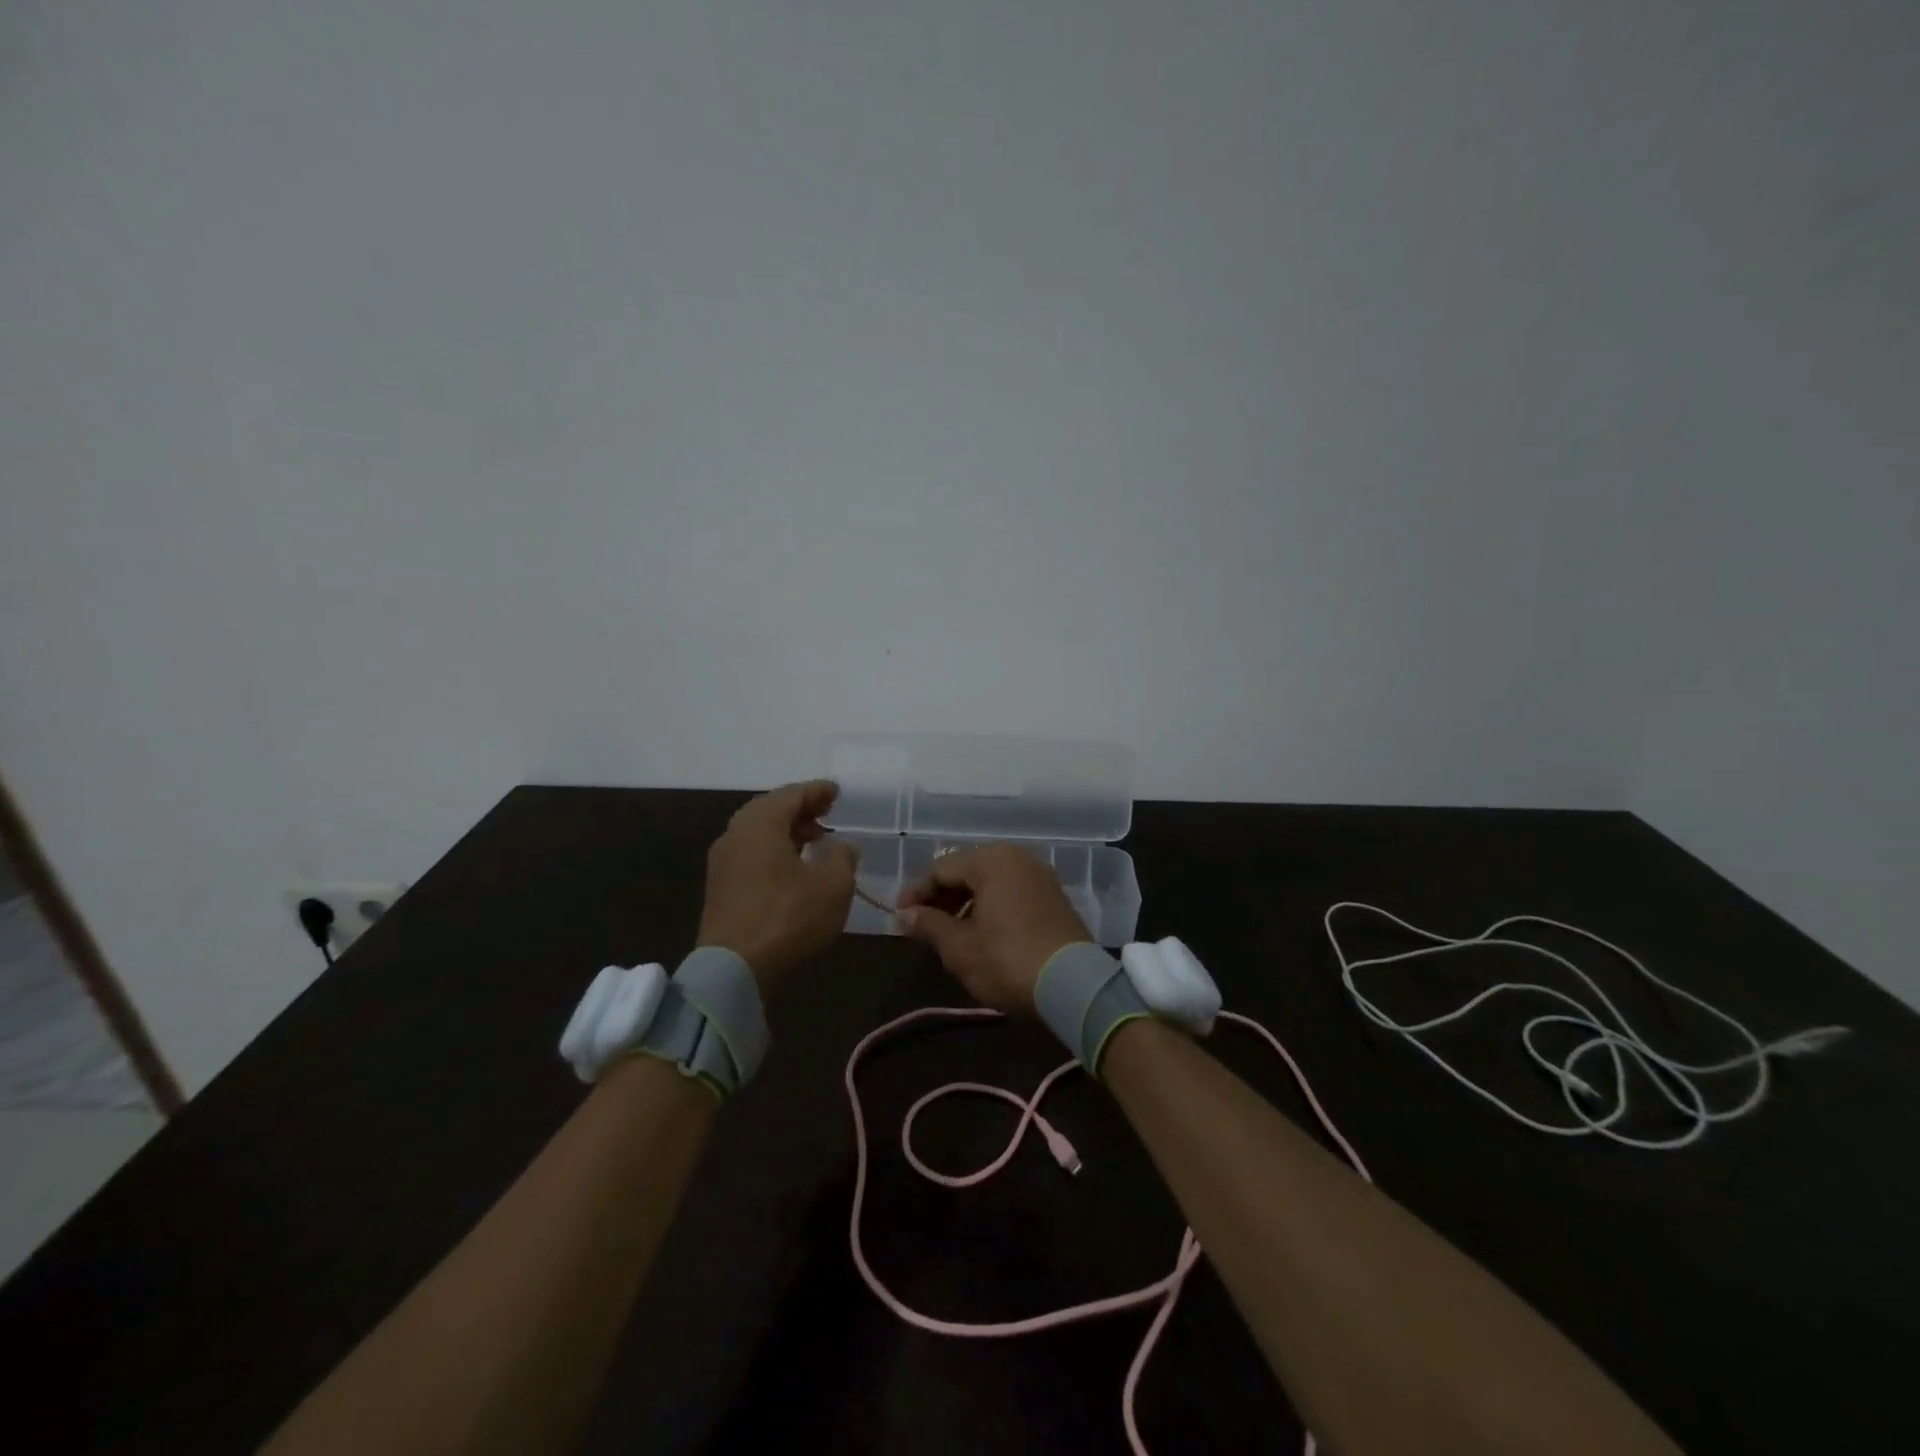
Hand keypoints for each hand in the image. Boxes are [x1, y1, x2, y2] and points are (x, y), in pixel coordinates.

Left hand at [697, 781, 857, 998]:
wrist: (734, 971)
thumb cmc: (788, 917)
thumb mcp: (833, 885)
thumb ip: (842, 857)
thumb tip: (841, 846)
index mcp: (760, 824)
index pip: (792, 795)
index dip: (817, 791)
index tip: (836, 792)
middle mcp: (735, 835)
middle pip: (770, 811)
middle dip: (799, 810)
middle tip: (825, 813)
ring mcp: (723, 863)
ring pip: (758, 834)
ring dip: (787, 832)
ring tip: (814, 840)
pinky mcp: (720, 890)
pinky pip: (751, 856)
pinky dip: (774, 852)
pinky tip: (793, 868)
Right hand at [896, 844, 1091, 1013]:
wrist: (1073, 985)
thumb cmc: (1007, 960)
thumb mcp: (960, 947)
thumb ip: (928, 925)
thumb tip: (903, 915)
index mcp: (992, 860)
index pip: (941, 869)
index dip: (916, 892)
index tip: (899, 917)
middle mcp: (1017, 857)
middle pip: (967, 870)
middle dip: (942, 897)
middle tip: (922, 926)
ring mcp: (1039, 875)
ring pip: (990, 881)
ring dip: (965, 903)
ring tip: (949, 933)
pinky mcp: (1054, 896)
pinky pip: (1011, 891)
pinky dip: (990, 906)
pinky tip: (981, 932)